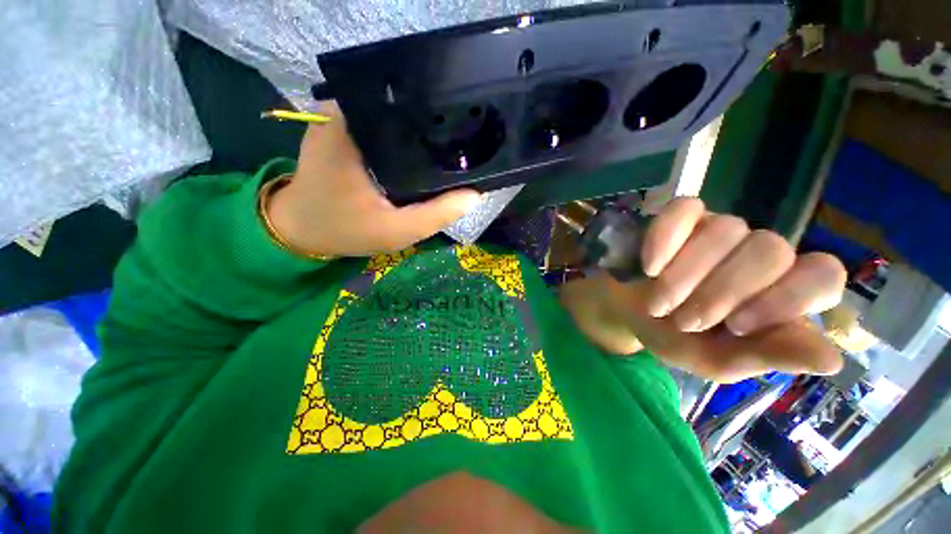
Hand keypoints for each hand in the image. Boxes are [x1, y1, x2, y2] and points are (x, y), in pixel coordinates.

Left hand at [266, 102, 481, 256]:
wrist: (299, 230)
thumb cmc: (344, 229)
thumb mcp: (396, 230)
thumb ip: (436, 215)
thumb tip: (474, 195)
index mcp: (358, 130)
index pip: (412, 109)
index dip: (443, 122)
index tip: (465, 138)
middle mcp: (349, 115)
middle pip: (406, 111)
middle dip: (434, 129)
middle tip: (460, 148)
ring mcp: (343, 120)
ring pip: (395, 120)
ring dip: (419, 135)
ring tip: (446, 150)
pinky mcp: (342, 132)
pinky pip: (383, 130)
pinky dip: (403, 142)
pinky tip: (419, 157)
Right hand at [561, 198, 846, 382]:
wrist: (626, 312)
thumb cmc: (673, 337)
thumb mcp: (717, 360)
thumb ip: (766, 357)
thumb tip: (830, 361)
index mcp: (781, 293)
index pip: (821, 275)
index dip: (786, 297)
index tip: (735, 325)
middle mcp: (759, 254)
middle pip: (770, 250)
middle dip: (720, 293)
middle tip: (684, 322)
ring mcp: (720, 229)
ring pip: (727, 230)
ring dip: (686, 275)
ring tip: (660, 303)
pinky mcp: (682, 217)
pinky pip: (684, 210)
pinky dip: (665, 239)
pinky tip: (651, 266)